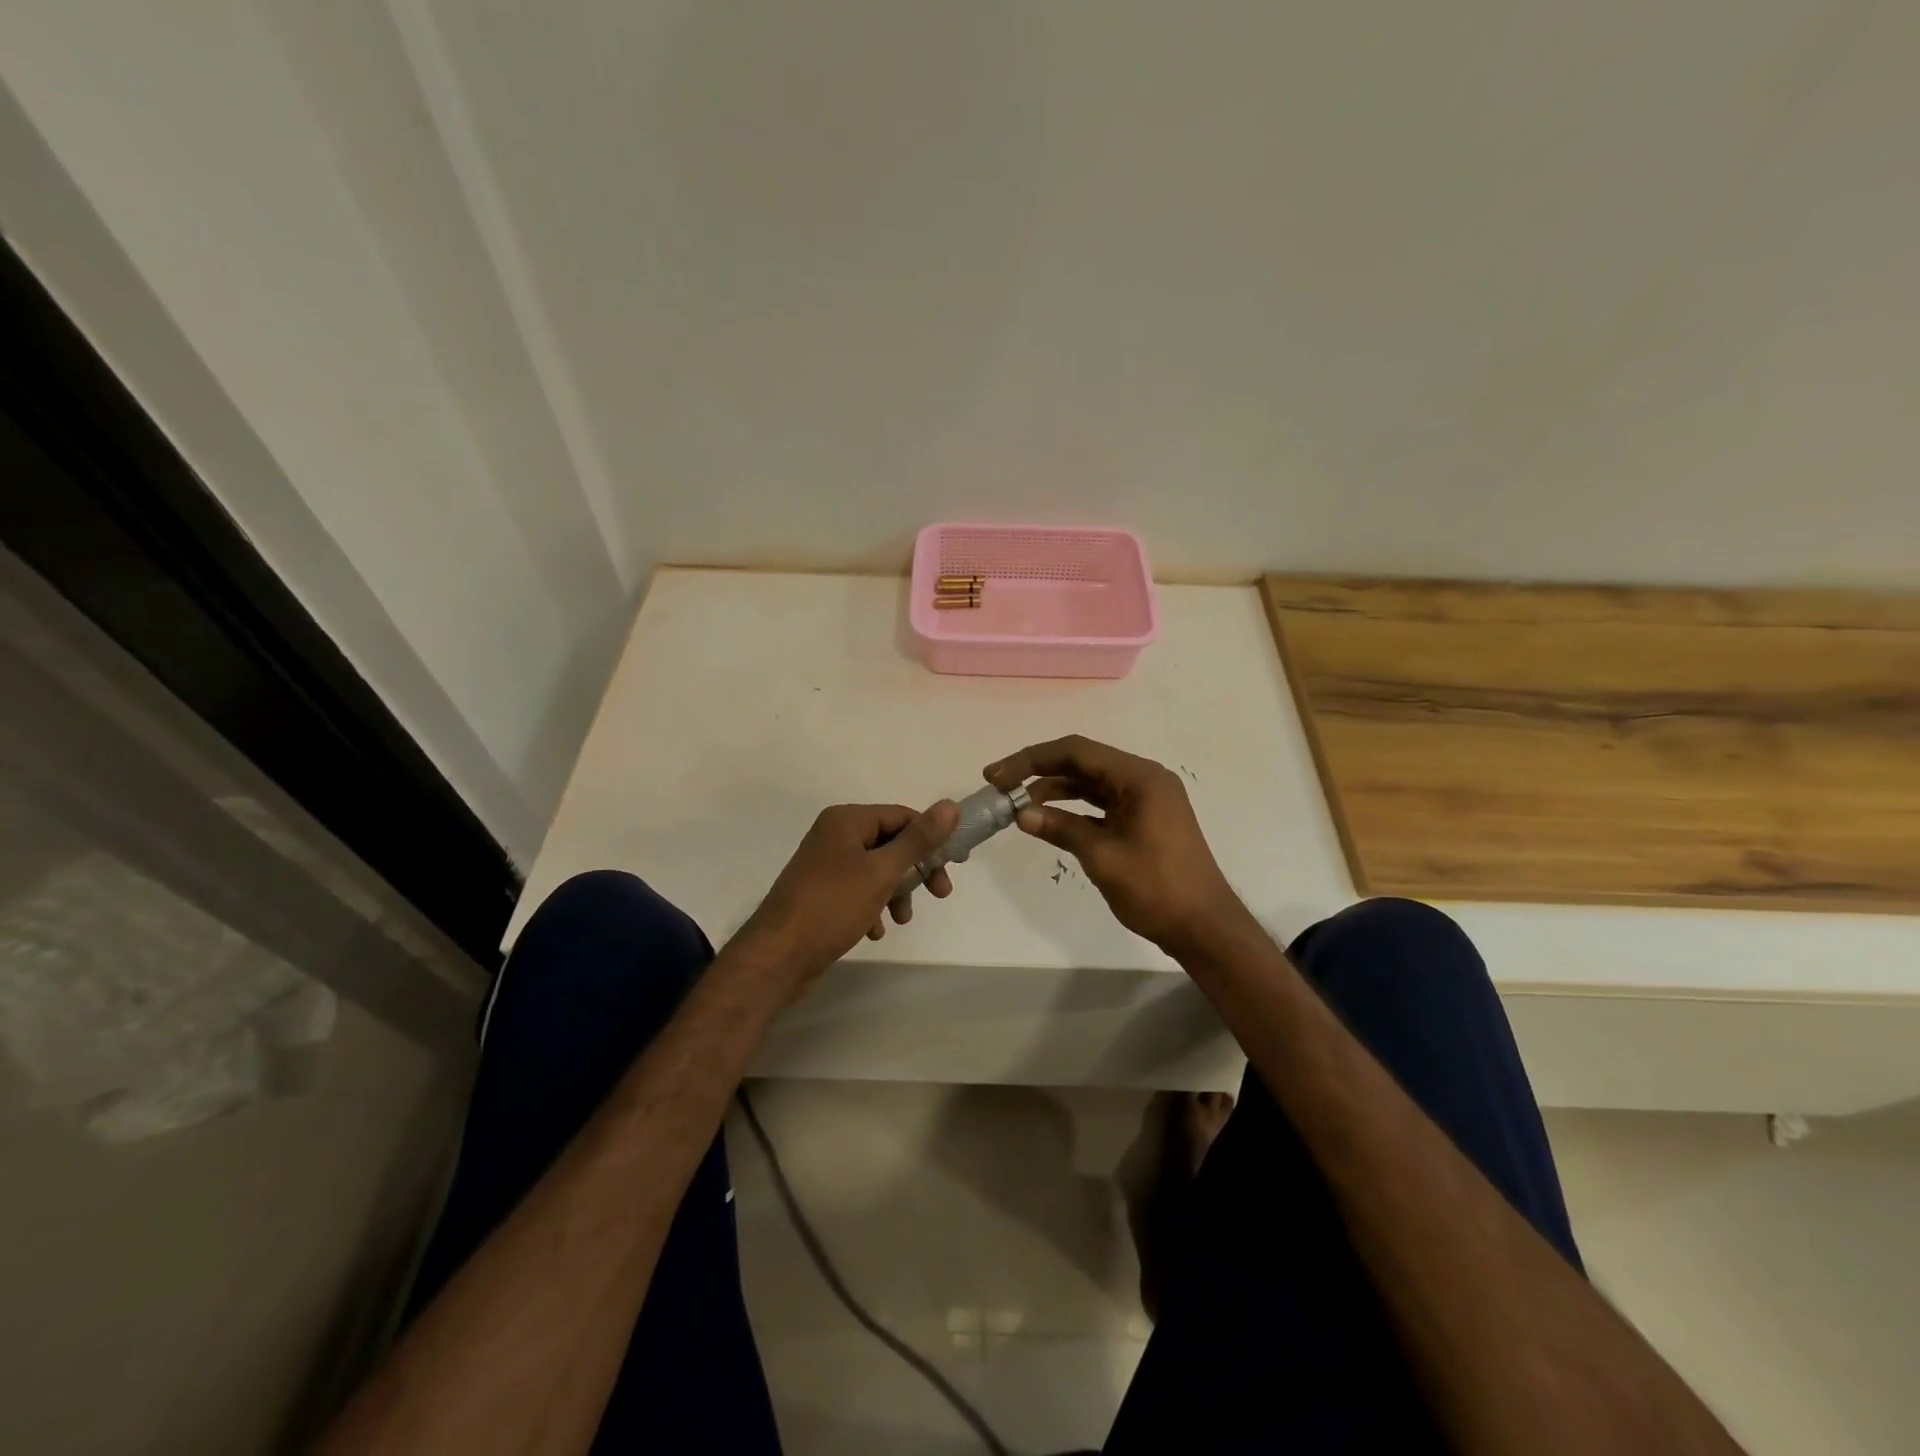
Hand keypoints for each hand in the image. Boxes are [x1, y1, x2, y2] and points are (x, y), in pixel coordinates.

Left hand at [737, 800, 959, 987]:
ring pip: (876, 869)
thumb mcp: (882, 871)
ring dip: (895, 891)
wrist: (778, 956)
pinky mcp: (820, 892)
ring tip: (902, 918)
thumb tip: (950, 806)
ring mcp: (824, 865)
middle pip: (890, 843)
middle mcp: (834, 835)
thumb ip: (918, 840)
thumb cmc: (832, 906)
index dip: (930, 837)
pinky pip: (858, 890)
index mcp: (846, 820)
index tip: (955, 864)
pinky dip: (872, 906)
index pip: (901, 816)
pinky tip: (875, 930)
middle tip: (940, 893)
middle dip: (915, 870)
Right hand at [985, 735, 1243, 953]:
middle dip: (1039, 771)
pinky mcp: (1143, 819)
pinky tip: (1046, 819)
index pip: (1075, 752)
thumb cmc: (1156, 888)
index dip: (1031, 759)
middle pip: (1082, 762)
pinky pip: (1101, 803)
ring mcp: (1145, 800)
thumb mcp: (1102, 856)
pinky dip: (1073, 808)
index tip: (997, 775)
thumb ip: (1061, 828)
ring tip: (1016, 803)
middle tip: (999, 785)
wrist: (1204, 927)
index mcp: (1139, 777)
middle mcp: (1143, 779)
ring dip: (1054, 790)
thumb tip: (1021, 814)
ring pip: (1090, 783)